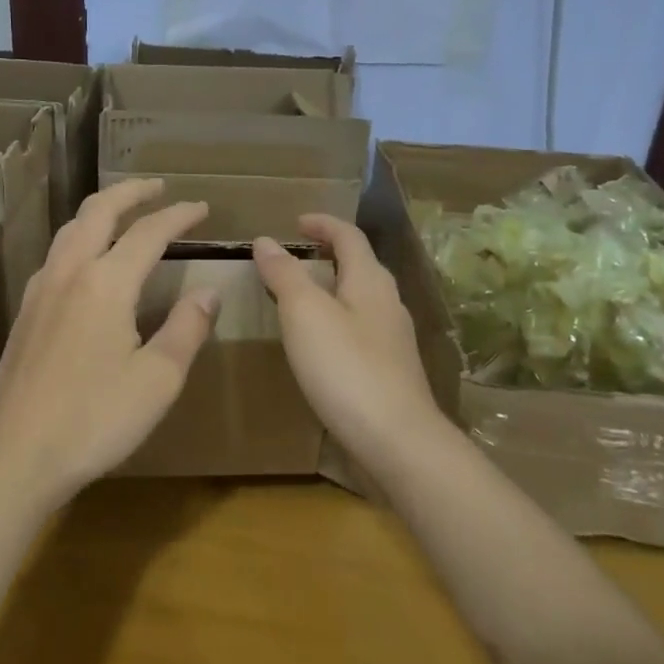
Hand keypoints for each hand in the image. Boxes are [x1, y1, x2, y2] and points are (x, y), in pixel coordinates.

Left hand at [0, 179, 217, 509]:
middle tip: (159, 187)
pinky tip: (87, 260)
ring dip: (101, 211)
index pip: (149, 232)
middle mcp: (69, 272)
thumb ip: (187, 328)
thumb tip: (208, 292)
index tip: (202, 207)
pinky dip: (80, 237)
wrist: (15, 455)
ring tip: (124, 213)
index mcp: (106, 282)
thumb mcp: (158, 379)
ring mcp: (40, 289)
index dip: (178, 215)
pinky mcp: (25, 311)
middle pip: (99, 211)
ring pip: (71, 229)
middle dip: (131, 192)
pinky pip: (56, 254)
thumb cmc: (94, 420)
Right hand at [253, 215, 444, 467]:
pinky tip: (322, 343)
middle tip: (296, 257)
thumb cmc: (346, 368)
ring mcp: (394, 339)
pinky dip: (337, 319)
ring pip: (362, 298)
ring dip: (333, 287)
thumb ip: (285, 274)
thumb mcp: (304, 314)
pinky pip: (361, 328)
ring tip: (301, 298)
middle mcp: (388, 303)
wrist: (398, 441)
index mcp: (370, 281)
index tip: (295, 223)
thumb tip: (266, 240)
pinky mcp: (392, 370)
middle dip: (329, 254)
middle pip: (360, 265)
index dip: (322, 224)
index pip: (349, 236)